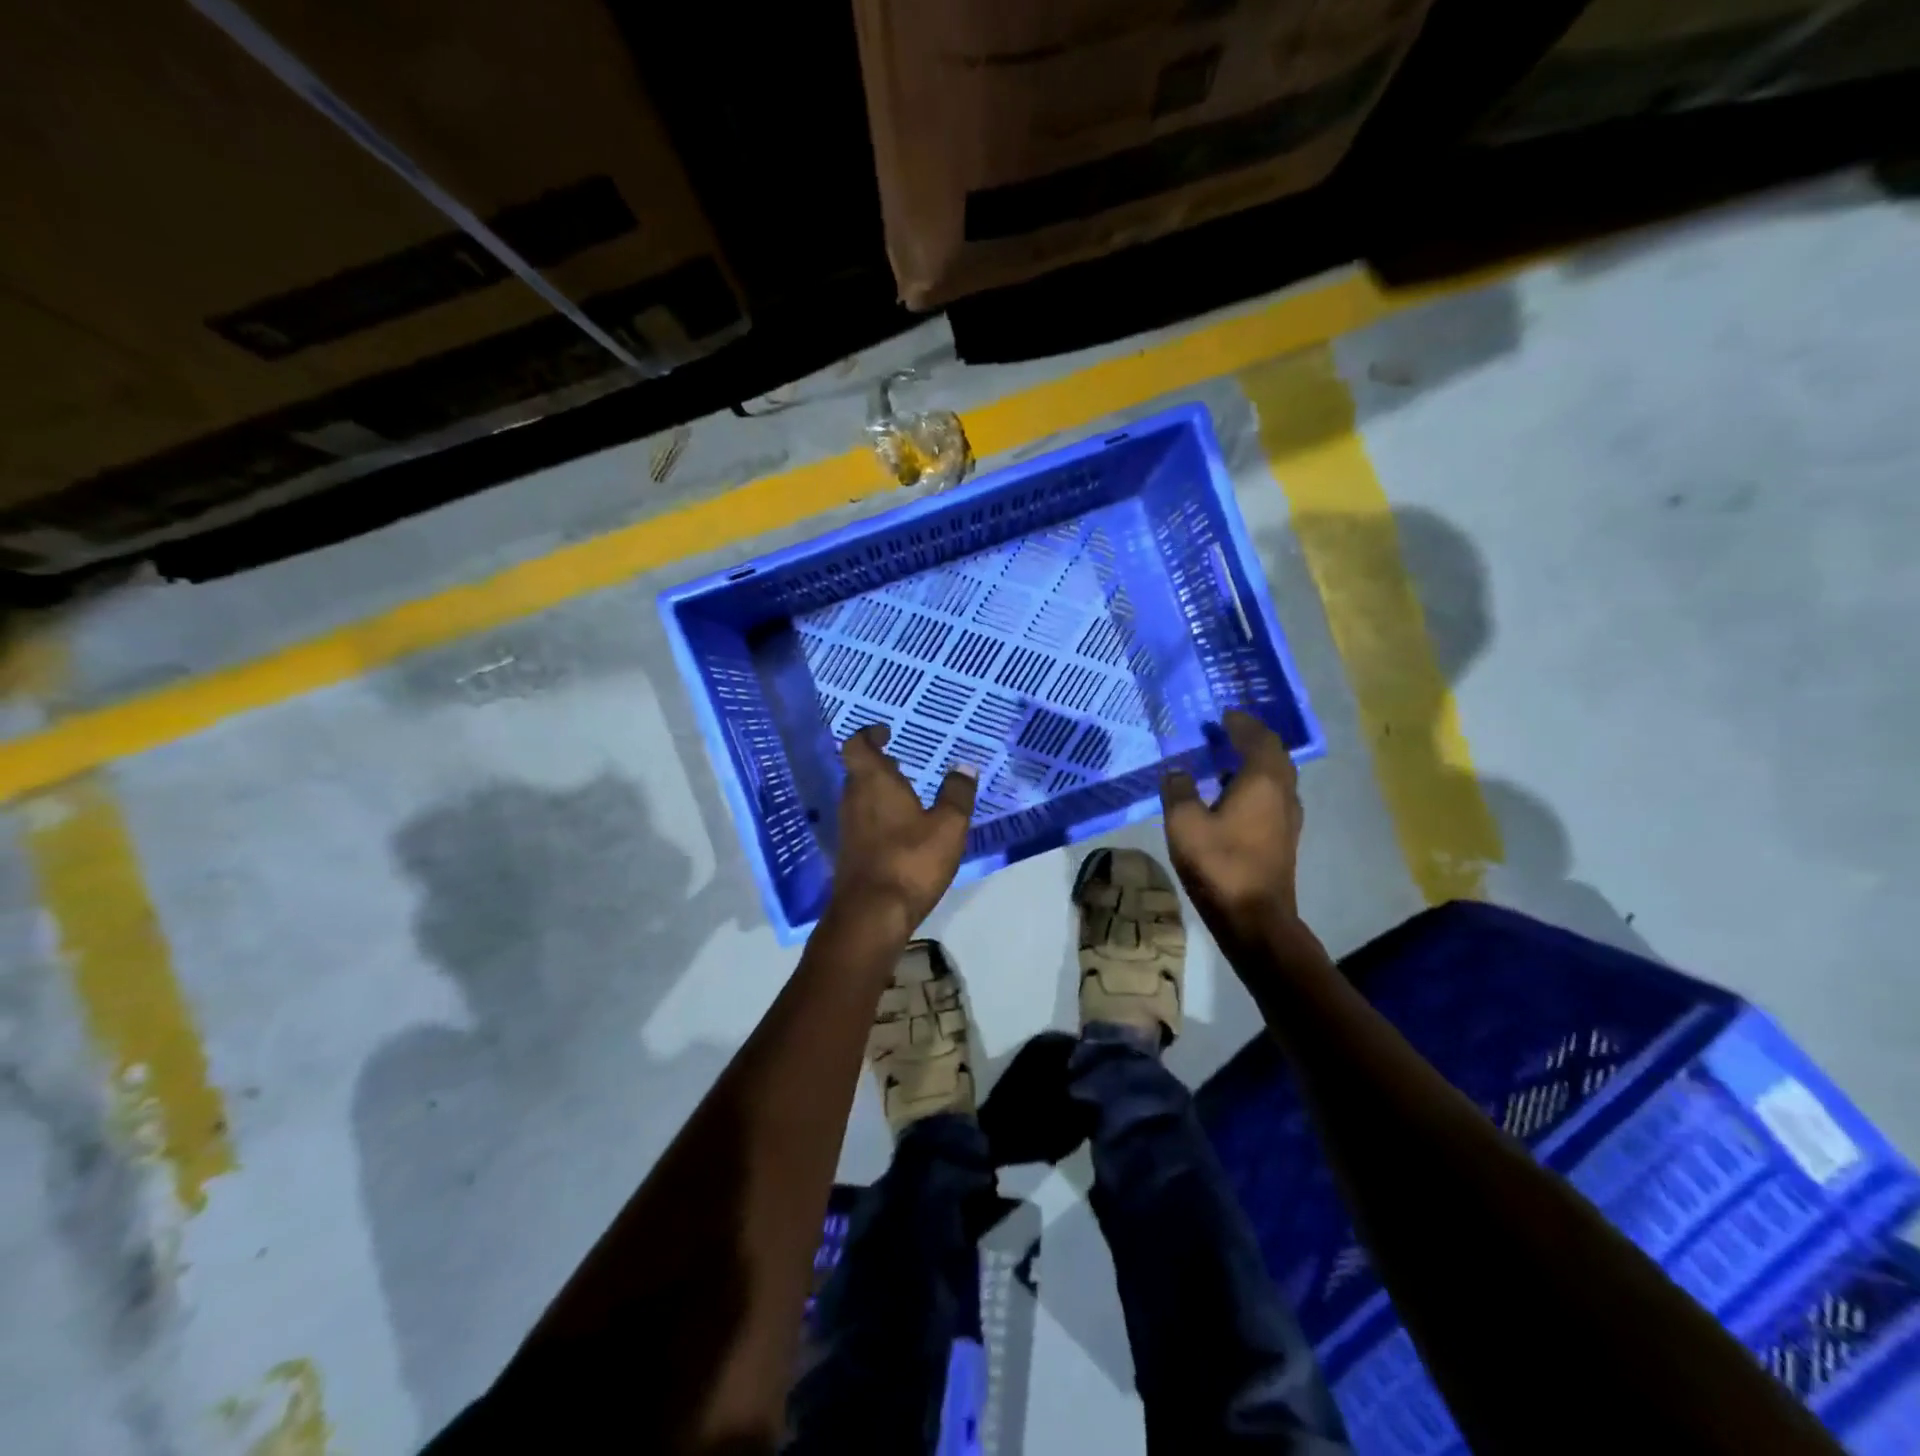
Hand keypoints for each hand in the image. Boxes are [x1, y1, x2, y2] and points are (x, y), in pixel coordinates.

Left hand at [830, 726, 977, 932]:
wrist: (871, 914)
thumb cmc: (910, 860)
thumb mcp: (948, 826)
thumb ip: (957, 793)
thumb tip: (965, 766)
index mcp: (873, 782)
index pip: (857, 745)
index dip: (869, 735)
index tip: (886, 733)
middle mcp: (853, 799)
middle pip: (858, 771)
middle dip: (879, 765)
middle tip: (902, 765)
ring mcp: (847, 828)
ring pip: (860, 798)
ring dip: (879, 792)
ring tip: (907, 796)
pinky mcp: (849, 853)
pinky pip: (862, 822)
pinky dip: (879, 817)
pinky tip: (901, 831)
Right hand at [1160, 710, 1304, 949]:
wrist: (1254, 918)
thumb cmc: (1220, 863)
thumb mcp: (1184, 823)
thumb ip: (1178, 790)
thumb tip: (1177, 771)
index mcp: (1262, 780)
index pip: (1258, 738)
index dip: (1241, 723)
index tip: (1223, 715)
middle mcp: (1283, 793)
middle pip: (1274, 755)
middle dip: (1251, 740)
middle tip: (1225, 733)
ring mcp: (1288, 819)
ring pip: (1276, 778)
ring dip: (1253, 764)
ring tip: (1224, 761)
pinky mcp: (1283, 839)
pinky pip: (1272, 798)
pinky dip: (1254, 786)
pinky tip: (1231, 798)